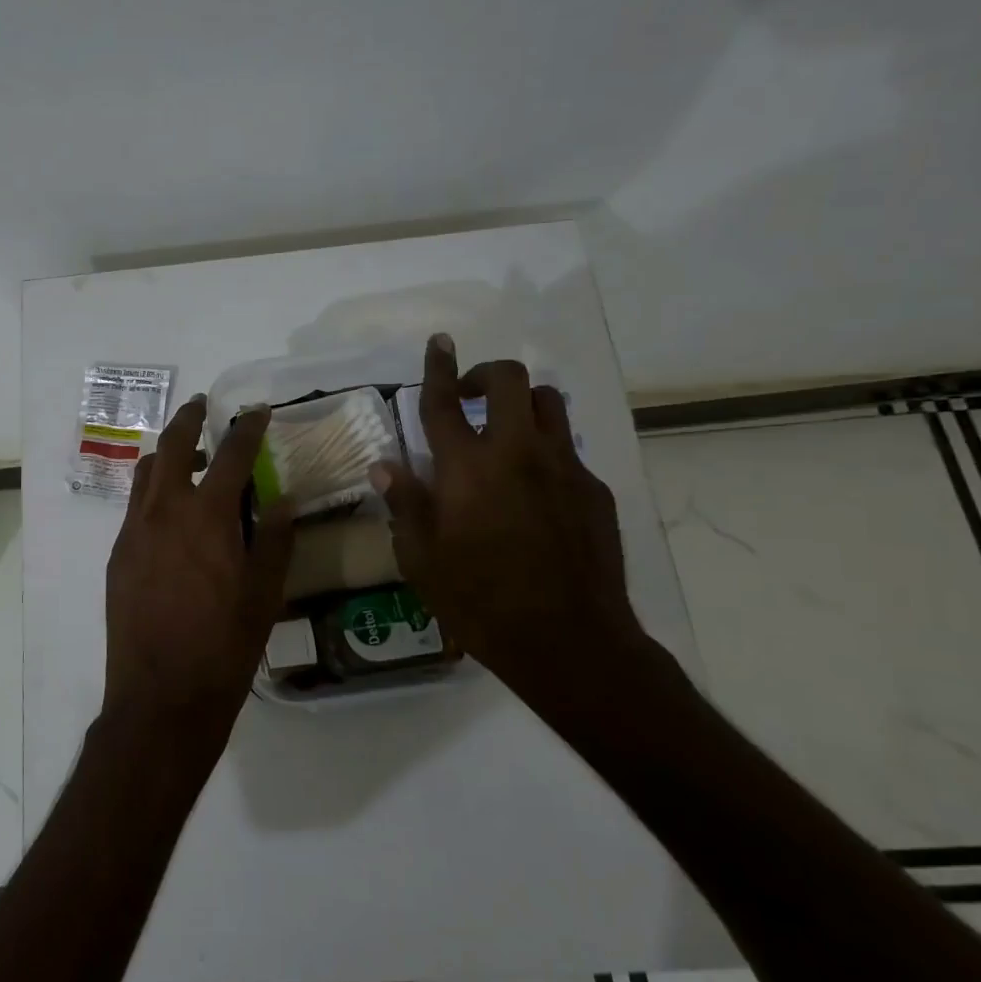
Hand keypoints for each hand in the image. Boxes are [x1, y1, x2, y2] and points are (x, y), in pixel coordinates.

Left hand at [104, 395, 294, 750]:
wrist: (161, 695)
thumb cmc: (224, 646)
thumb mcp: (265, 594)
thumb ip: (274, 539)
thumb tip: (282, 499)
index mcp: (207, 516)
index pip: (230, 454)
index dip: (247, 428)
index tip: (257, 411)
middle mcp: (164, 511)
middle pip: (171, 446)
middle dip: (189, 419)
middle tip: (202, 406)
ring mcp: (134, 532)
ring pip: (145, 473)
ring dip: (164, 453)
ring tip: (185, 454)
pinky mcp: (118, 555)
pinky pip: (134, 507)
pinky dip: (152, 490)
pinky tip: (168, 511)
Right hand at [372, 336, 689, 721]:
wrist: (568, 640)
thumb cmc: (479, 602)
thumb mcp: (421, 560)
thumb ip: (404, 504)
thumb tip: (385, 465)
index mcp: (466, 469)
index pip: (444, 403)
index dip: (439, 367)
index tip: (440, 341)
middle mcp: (516, 454)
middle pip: (508, 381)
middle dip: (486, 373)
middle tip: (469, 396)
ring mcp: (563, 468)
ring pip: (548, 403)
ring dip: (521, 403)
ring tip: (504, 431)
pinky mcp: (594, 490)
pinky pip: (569, 449)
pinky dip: (546, 450)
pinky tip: (534, 489)